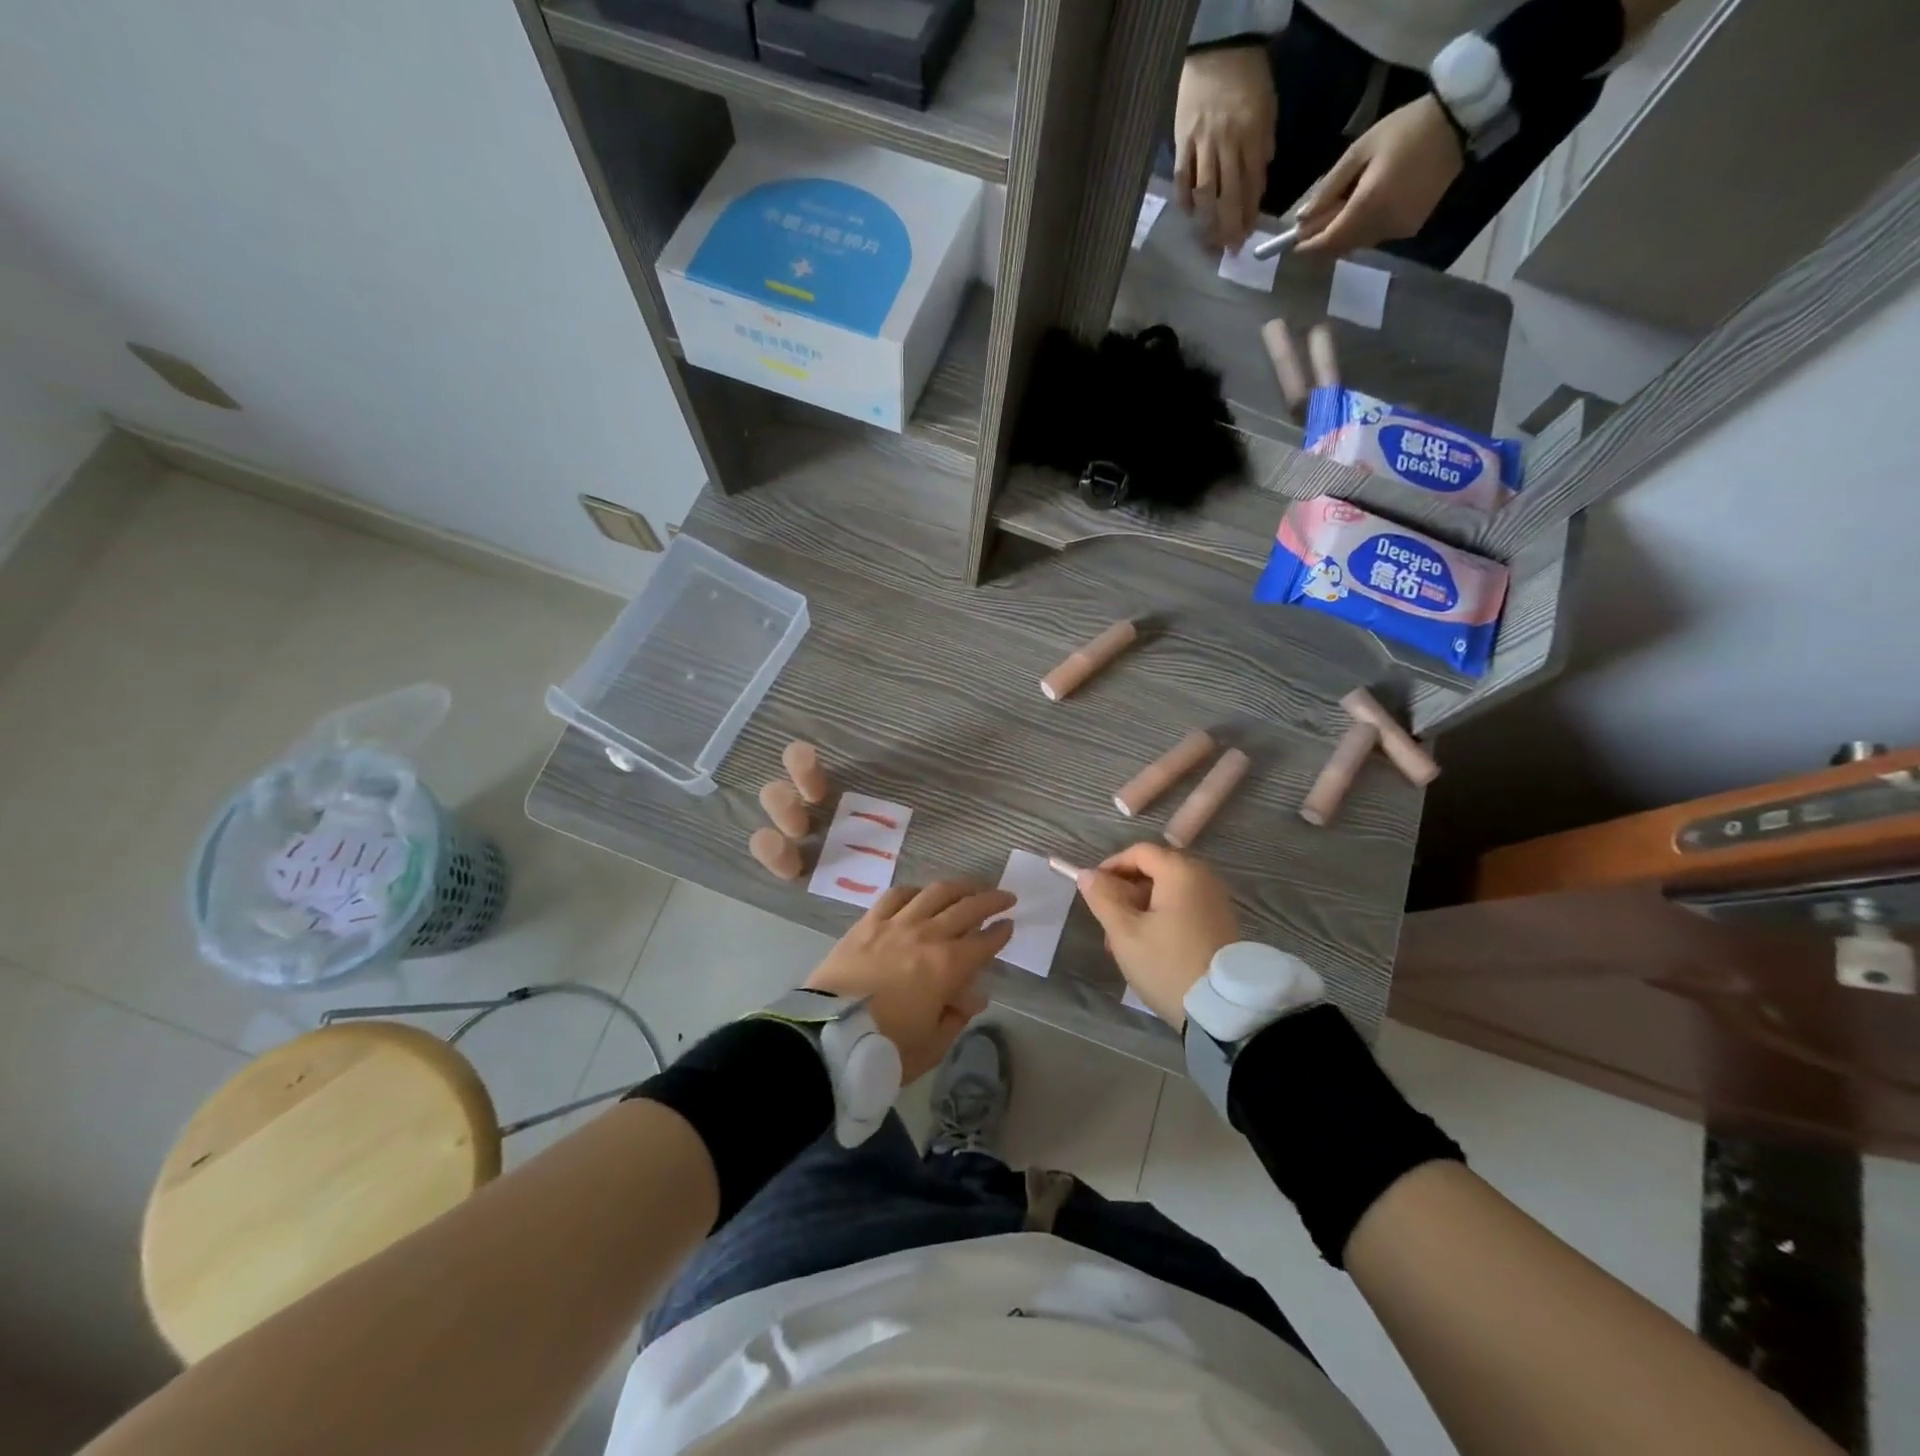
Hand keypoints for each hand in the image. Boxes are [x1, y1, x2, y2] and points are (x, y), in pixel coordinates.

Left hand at [805, 880, 1012, 1081]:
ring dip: (958, 887)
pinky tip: (921, 894)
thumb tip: (972, 995)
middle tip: (1005, 897)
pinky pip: (896, 895)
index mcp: (948, 966)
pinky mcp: (868, 923)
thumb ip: (956, 1016)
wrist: (826, 1037)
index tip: (1010, 926)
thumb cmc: (885, 1048)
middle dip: (991, 900)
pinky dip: (915, 891)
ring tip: (969, 888)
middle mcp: (927, 935)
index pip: (984, 941)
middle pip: (966, 907)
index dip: (1001, 932)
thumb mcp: (932, 1045)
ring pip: (934, 893)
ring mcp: (895, 924)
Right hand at [1073, 843, 1238, 1027]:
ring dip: (1140, 909)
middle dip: (1125, 892)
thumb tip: (1087, 874)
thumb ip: (1103, 898)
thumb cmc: (1167, 964)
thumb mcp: (1125, 932)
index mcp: (1181, 872)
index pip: (1139, 852)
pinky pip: (1183, 907)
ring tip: (1121, 943)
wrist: (1223, 1010)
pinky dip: (1161, 918)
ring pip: (1167, 892)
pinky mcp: (1220, 923)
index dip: (1111, 866)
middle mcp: (1203, 878)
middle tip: (1106, 922)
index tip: (1093, 891)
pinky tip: (1146, 947)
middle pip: (1154, 870)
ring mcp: (1215, 901)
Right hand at [1174, 44, 1276, 253]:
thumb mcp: (1267, 110)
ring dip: (1206, 222)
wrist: (1219, 48)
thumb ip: (1262, 148)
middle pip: (1226, 197)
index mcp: (1251, 137)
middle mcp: (1226, 146)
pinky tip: (1188, 215)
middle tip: (1227, 252)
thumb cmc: (1247, 79)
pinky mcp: (1181, 143)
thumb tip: (1256, 184)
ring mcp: (1201, 146)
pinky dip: (1184, 201)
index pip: (1250, 186)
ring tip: (1208, 242)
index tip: (1246, 238)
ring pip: (1203, 194)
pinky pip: (1182, 179)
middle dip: (1227, 228)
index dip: (1248, 215)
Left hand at [1294, 94, 1463, 257]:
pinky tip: (1366, 205)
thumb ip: (1328, 188)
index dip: (1308, 247)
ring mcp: (1398, 230)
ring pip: (1357, 244)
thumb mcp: (1360, 151)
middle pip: (1341, 246)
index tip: (1292, 244)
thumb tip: (1303, 218)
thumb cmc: (1406, 129)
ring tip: (1341, 206)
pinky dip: (1363, 228)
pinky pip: (1376, 237)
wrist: (1461, 122)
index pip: (1327, 242)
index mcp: (1367, 207)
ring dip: (1343, 233)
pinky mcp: (1410, 228)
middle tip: (1313, 221)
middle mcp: (1381, 226)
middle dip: (1323, 239)